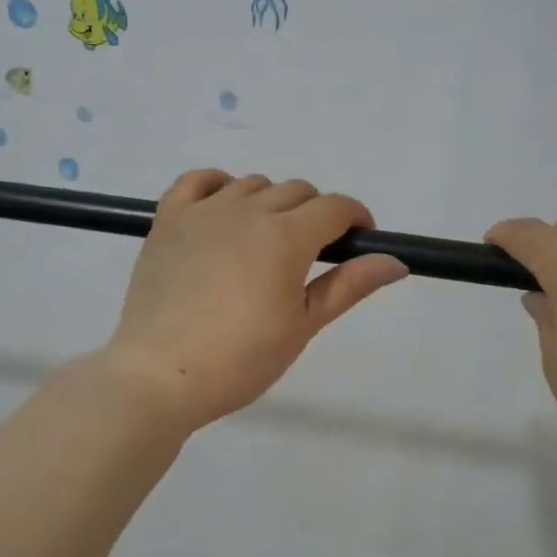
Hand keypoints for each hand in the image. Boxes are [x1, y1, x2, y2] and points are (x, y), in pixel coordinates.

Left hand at [103, 170, 408, 430]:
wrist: (160, 375)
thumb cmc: (241, 359)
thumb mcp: (303, 326)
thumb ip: (349, 286)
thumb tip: (396, 262)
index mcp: (286, 236)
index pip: (335, 207)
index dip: (356, 218)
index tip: (360, 240)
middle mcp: (247, 210)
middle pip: (297, 191)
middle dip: (317, 214)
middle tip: (312, 256)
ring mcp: (204, 211)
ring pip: (253, 184)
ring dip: (272, 202)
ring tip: (267, 242)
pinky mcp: (168, 220)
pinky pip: (198, 180)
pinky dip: (219, 185)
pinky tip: (224, 208)